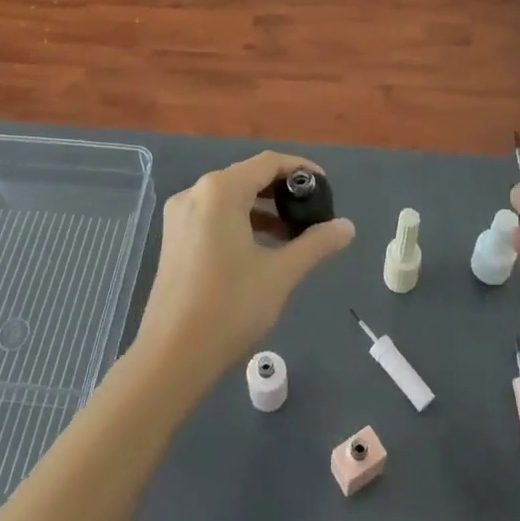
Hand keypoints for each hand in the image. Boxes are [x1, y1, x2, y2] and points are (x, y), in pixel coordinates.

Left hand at [134, 151, 354, 386]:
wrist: (172, 357)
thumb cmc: (230, 307)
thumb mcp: (280, 274)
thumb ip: (316, 244)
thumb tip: (347, 227)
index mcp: (220, 191)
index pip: (267, 163)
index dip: (299, 169)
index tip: (325, 187)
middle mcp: (195, 193)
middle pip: (246, 177)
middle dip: (281, 190)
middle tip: (312, 211)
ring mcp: (179, 216)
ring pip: (229, 198)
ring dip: (261, 208)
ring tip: (293, 233)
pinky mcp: (174, 239)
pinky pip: (213, 215)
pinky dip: (240, 221)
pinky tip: (262, 248)